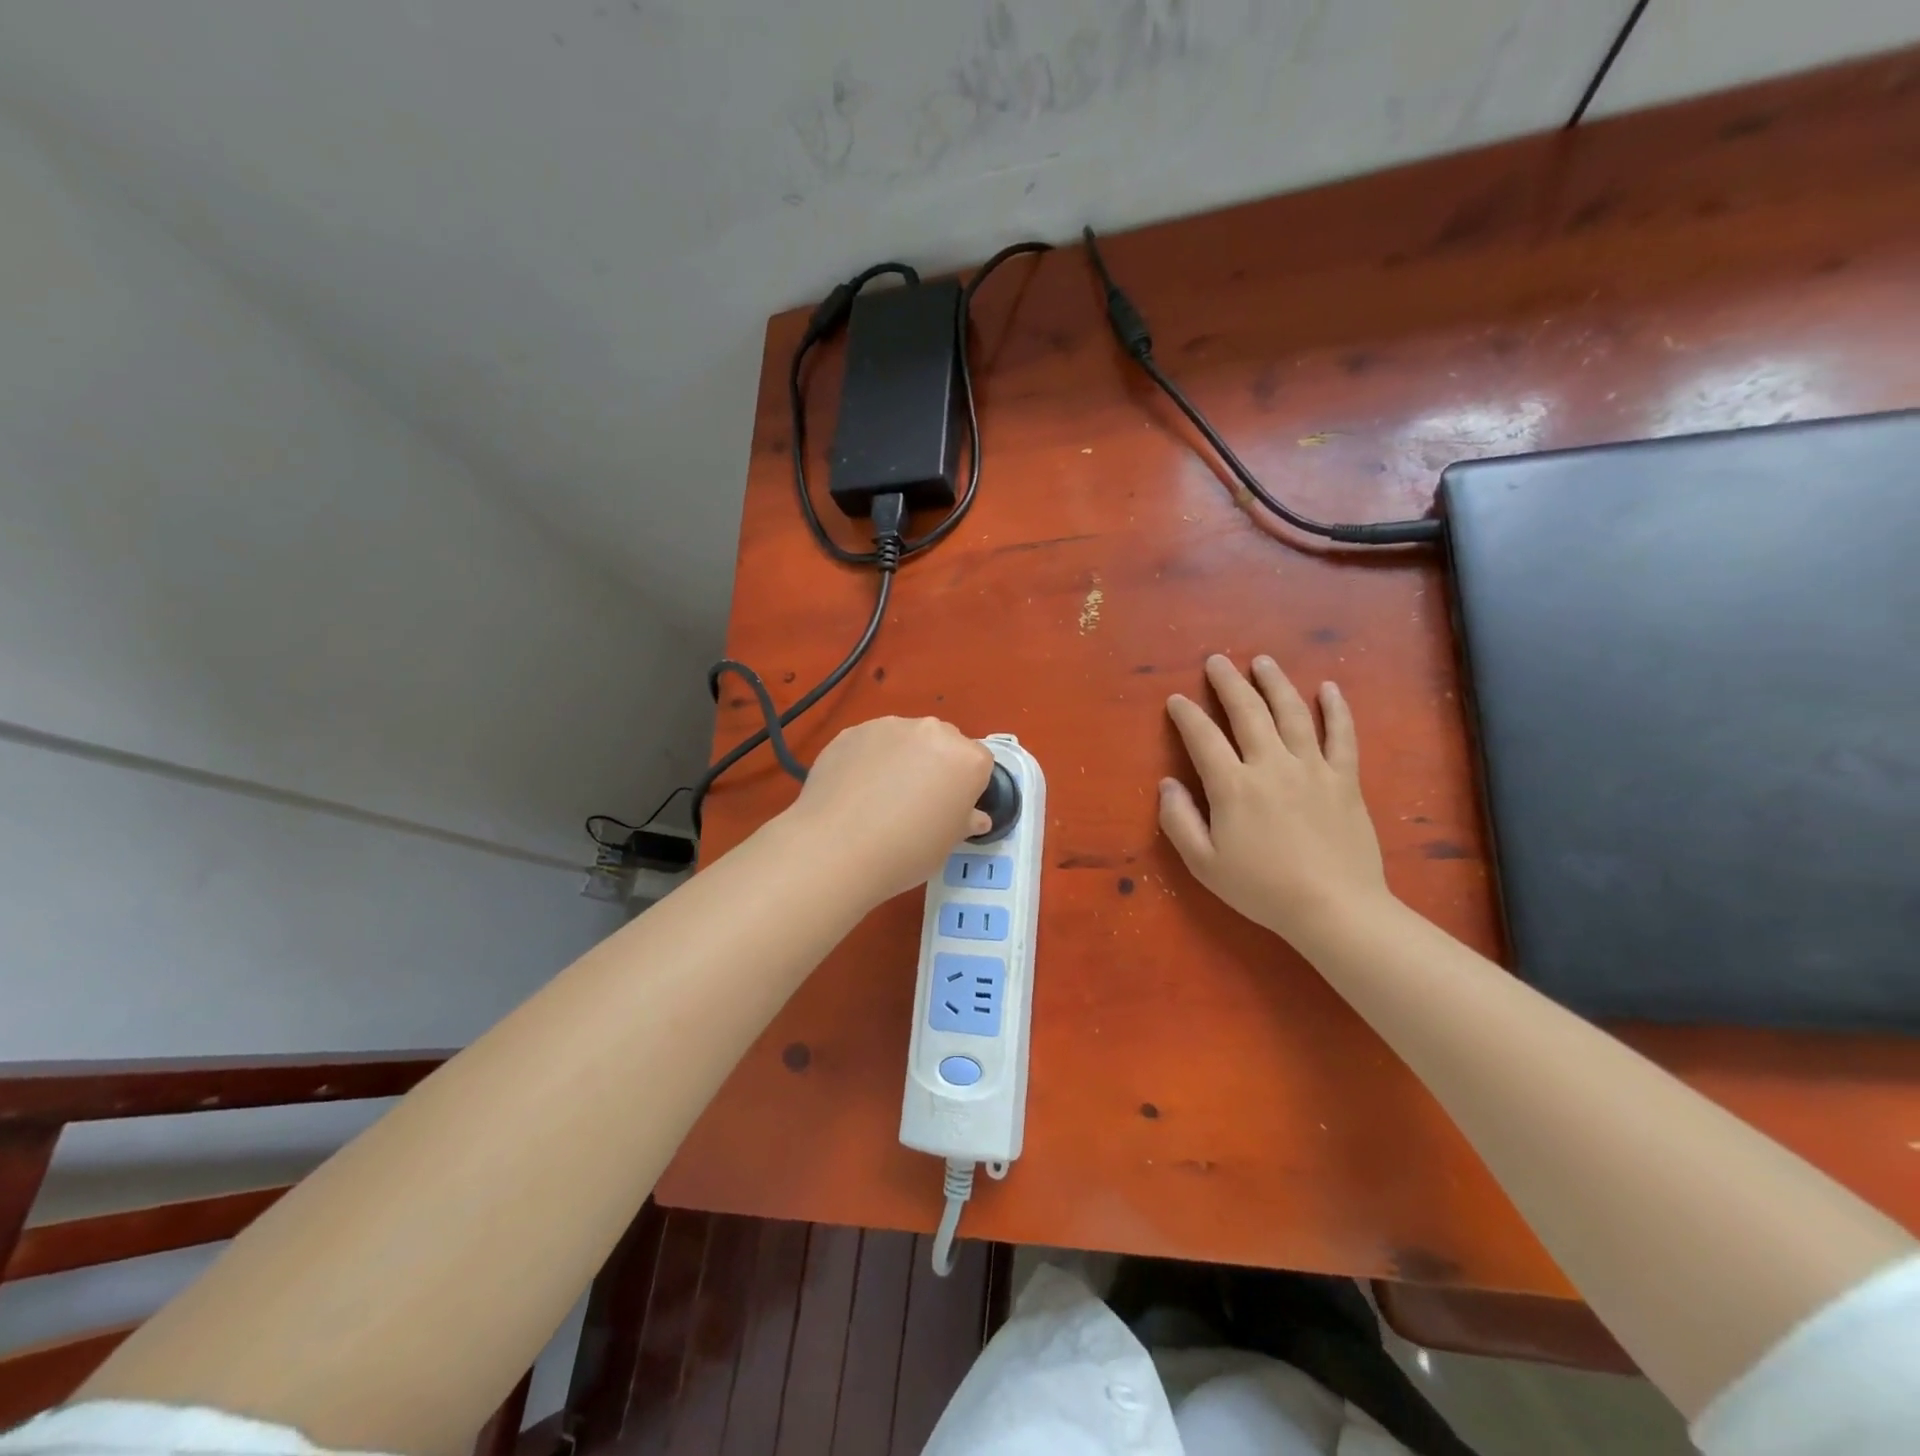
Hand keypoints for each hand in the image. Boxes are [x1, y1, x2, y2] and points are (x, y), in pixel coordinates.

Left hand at [786, 716, 994, 904]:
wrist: (838, 848)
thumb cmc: (908, 851)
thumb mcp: (949, 844)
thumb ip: (965, 820)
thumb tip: (974, 817)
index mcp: (967, 758)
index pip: (979, 764)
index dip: (966, 788)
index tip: (949, 809)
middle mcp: (932, 732)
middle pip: (943, 744)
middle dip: (935, 766)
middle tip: (916, 802)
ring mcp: (888, 727)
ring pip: (905, 739)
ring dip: (901, 759)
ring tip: (879, 797)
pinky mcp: (852, 731)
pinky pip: (870, 744)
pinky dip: (868, 760)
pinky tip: (854, 792)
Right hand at [1160, 654, 1388, 944]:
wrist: (1334, 908)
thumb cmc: (1262, 889)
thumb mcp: (1204, 863)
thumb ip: (1179, 820)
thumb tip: (1166, 784)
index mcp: (1233, 786)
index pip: (1203, 738)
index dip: (1186, 715)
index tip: (1176, 700)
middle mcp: (1271, 765)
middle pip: (1247, 712)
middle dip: (1228, 683)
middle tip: (1216, 661)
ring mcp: (1312, 768)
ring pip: (1292, 713)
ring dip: (1275, 683)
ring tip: (1262, 662)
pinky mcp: (1345, 779)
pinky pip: (1342, 736)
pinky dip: (1336, 709)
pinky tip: (1329, 688)